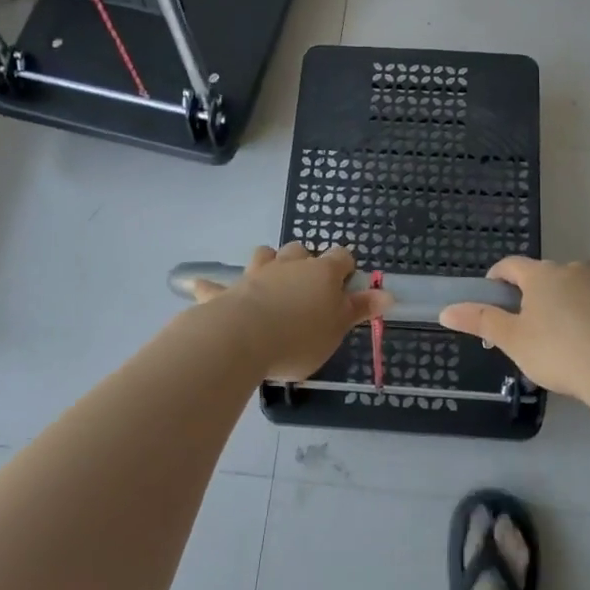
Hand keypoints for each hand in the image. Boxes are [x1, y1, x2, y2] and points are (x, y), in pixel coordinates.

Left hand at [193, 244, 391, 382]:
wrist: (243, 339)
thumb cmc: (299, 337)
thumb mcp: (337, 328)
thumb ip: (359, 310)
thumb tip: (388, 293)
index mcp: (322, 273)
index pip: (341, 257)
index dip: (345, 267)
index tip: (346, 283)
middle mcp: (289, 266)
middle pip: (300, 250)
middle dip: (306, 262)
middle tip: (309, 287)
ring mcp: (256, 274)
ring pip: (265, 255)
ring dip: (269, 262)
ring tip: (272, 279)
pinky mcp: (227, 291)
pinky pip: (217, 285)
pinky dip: (213, 286)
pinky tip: (201, 288)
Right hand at [439, 256, 589, 400]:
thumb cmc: (557, 351)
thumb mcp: (513, 340)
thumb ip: (481, 321)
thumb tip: (446, 310)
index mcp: (540, 275)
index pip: (510, 265)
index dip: (497, 277)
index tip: (492, 295)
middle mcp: (572, 270)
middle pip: (547, 273)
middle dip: (536, 291)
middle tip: (530, 321)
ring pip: (584, 280)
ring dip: (575, 290)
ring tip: (571, 312)